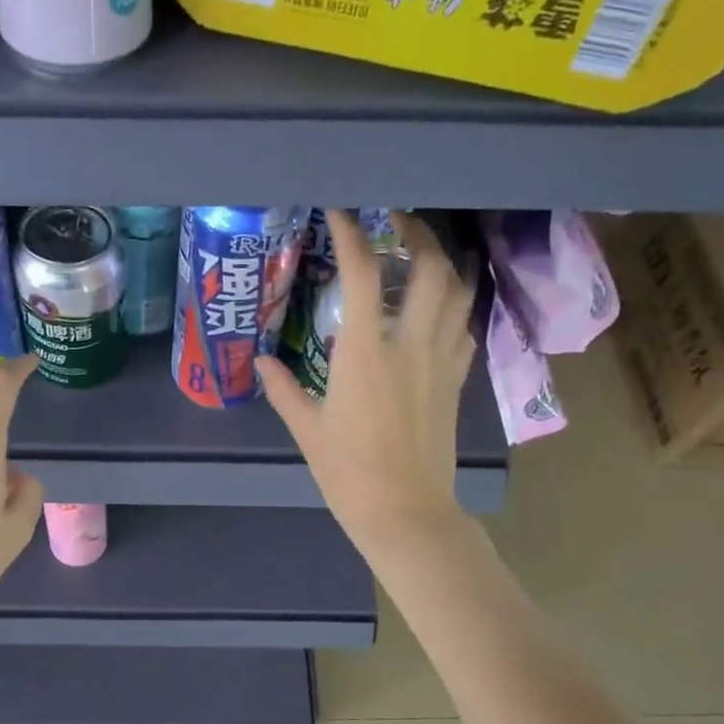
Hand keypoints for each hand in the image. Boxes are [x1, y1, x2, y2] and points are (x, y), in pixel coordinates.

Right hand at [255, 210, 476, 566]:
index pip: (362, 274)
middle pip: (431, 268)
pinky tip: (434, 311)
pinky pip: (463, 328)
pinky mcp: (457, 381)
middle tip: (396, 222)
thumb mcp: (307, 430)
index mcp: (365, 353)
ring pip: (458, 293)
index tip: (341, 211)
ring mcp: (442, 362)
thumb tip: (260, 362)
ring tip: (420, 257)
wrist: (405, 512)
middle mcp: (410, 345)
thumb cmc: (348, 473)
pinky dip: (452, 307)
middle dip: (417, 234)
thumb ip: (284, 389)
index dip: (352, 234)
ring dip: (442, 264)